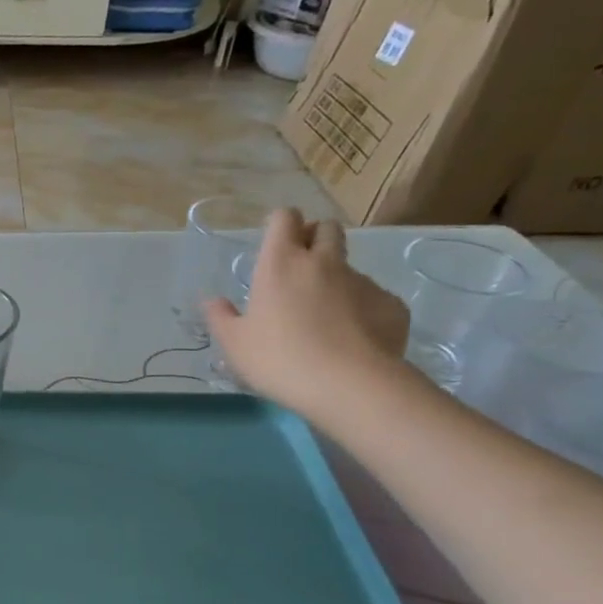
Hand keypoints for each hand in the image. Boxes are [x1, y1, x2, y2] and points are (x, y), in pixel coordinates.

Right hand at [203, 209, 410, 422]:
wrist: (349, 385)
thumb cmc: (278, 359)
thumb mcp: (234, 344)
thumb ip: (221, 318)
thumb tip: (212, 301)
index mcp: (281, 264)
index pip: (285, 218)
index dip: (280, 224)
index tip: (273, 243)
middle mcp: (324, 262)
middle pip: (327, 229)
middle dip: (315, 238)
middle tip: (300, 270)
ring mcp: (362, 281)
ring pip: (348, 267)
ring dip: (334, 281)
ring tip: (323, 319)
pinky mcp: (390, 304)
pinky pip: (372, 298)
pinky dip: (360, 310)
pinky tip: (350, 341)